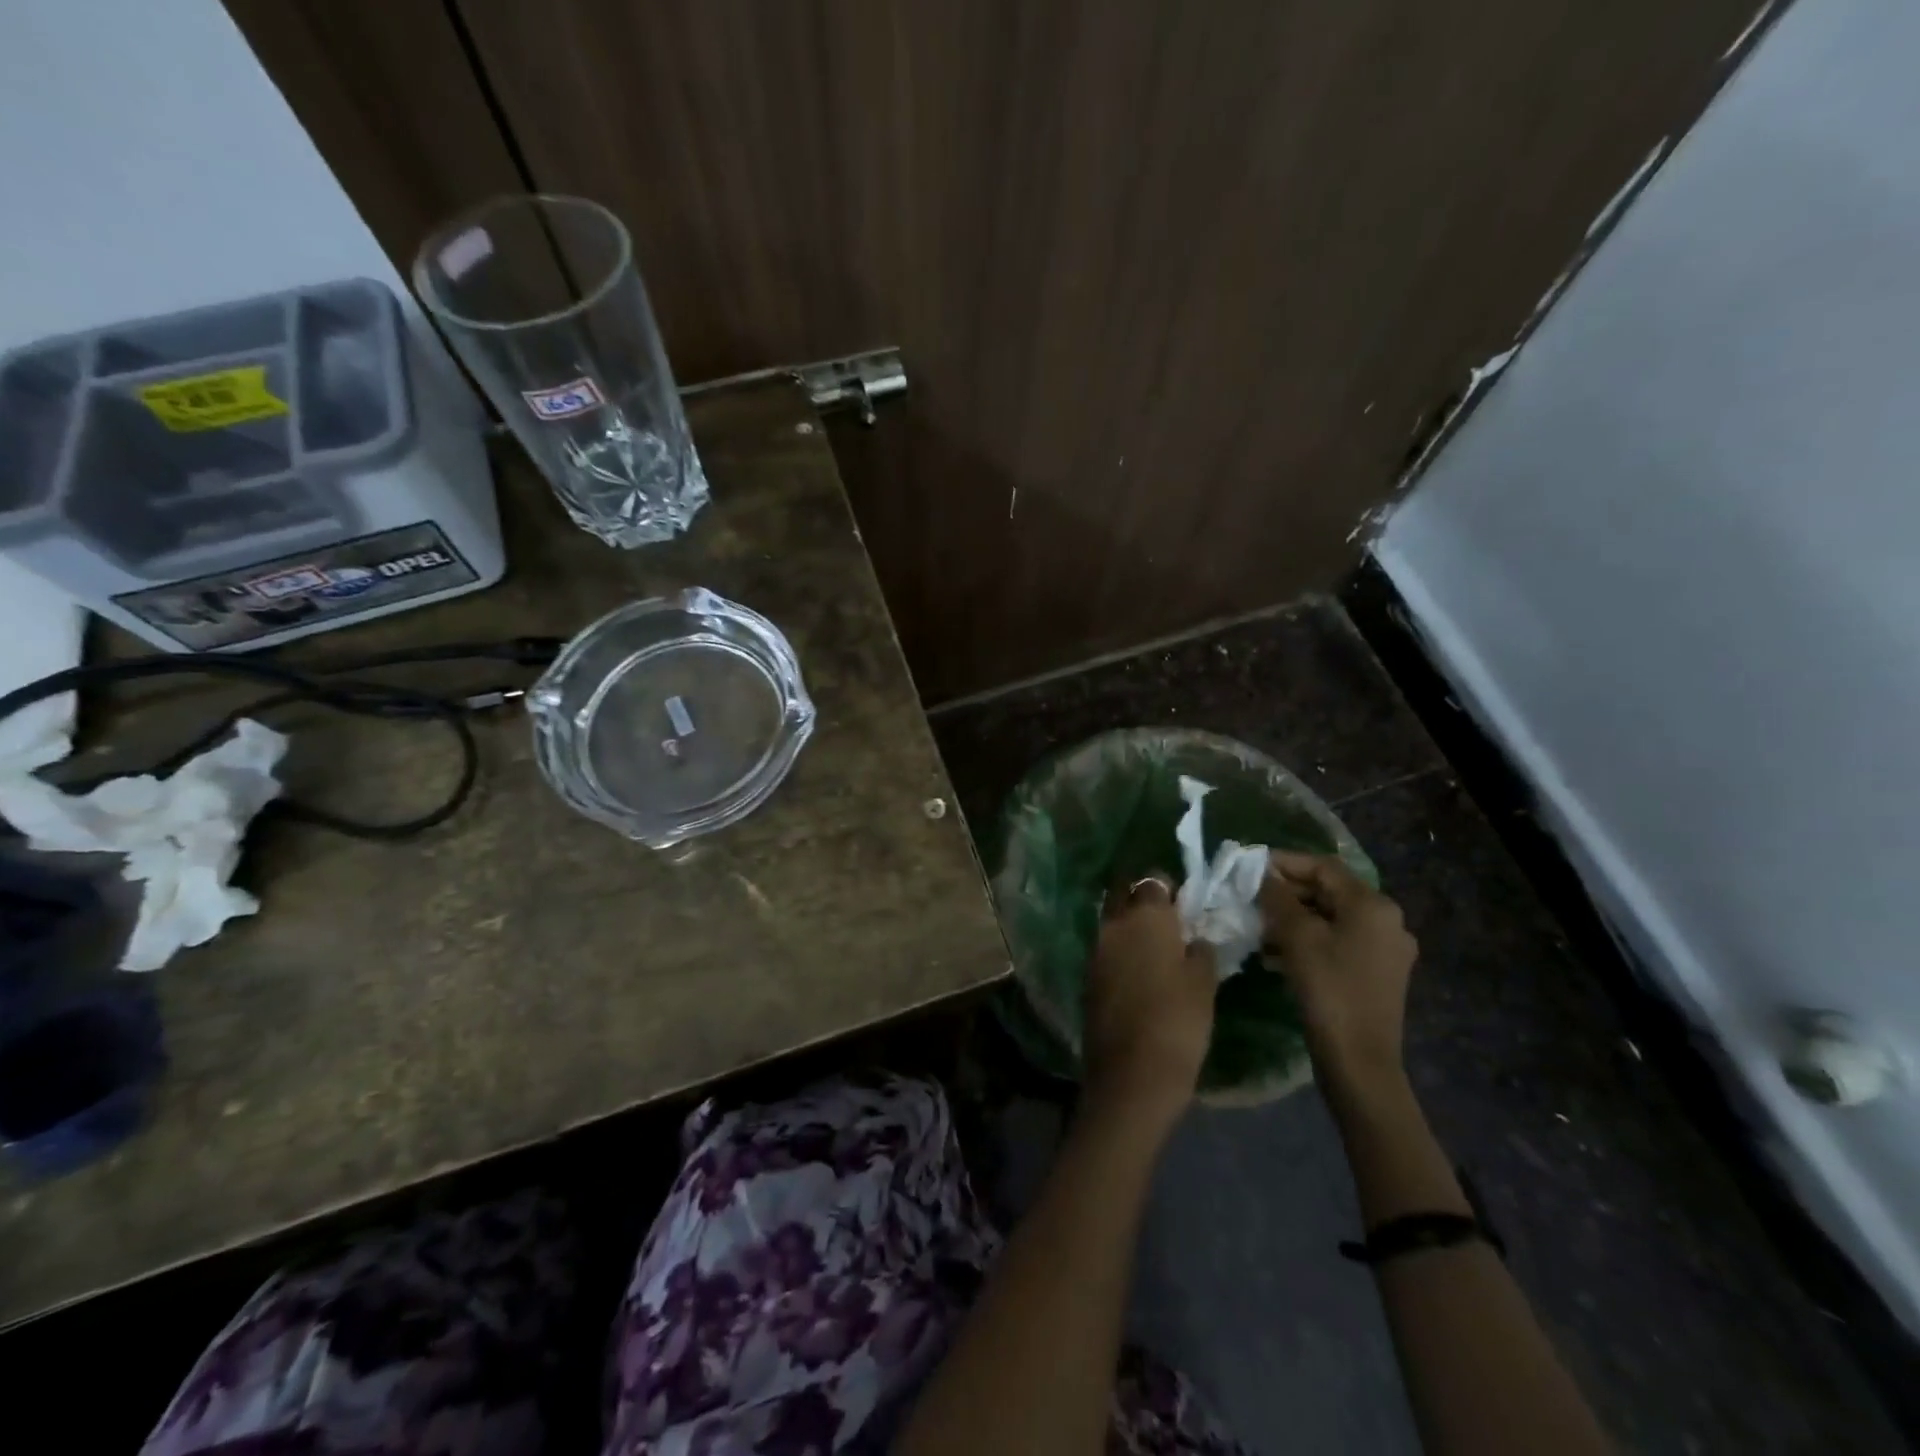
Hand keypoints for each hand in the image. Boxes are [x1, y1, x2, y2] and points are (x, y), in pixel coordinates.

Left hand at [1082, 875, 1216, 1127]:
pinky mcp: (1088, 976)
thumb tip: (1194, 939)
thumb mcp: (1204, 983)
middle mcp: (1114, 924)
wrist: (1131, 1074)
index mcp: (1145, 916)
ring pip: (1112, 921)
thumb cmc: (1178, 1022)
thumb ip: (1200, 951)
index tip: (1185, 903)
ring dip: (1129, 925)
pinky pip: (1106, 949)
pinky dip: (1120, 950)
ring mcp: (1095, 949)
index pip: (1154, 880)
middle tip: (1167, 920)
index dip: (1170, 888)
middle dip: (1142, 899)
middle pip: (1124, 894)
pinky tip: (1139, 970)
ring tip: (1155, 946)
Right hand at [1260, 852, 1417, 1092]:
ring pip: (1331, 918)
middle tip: (1250, 897)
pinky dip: (1308, 940)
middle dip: (1287, 892)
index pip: (1323, 867)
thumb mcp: (1297, 937)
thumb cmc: (1328, 989)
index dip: (1284, 862)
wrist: (1359, 1060)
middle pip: (1329, 891)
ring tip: (1258, 926)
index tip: (1249, 866)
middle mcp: (1387, 921)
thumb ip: (1278, 898)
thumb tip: (1264, 875)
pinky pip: (1338, 942)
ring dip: (1294, 918)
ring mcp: (1385, 950)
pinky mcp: (1377, 974)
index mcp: (1373, 905)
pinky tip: (1276, 953)